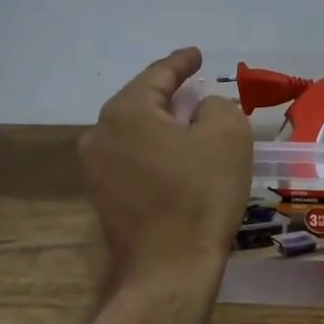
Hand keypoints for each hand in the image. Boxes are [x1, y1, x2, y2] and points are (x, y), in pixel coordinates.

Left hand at [82, 47, 252, 285]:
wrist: (169, 268)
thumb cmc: (201, 194)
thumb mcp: (227, 135)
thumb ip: (217, 106)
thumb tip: (201, 109)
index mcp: (127, 111)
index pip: (158, 75)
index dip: (181, 62)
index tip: (197, 55)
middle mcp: (100, 134)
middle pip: (141, 102)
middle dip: (170, 94)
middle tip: (197, 88)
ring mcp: (95, 169)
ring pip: (135, 132)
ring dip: (162, 126)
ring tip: (190, 123)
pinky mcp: (103, 197)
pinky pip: (132, 158)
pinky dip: (155, 151)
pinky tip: (177, 159)